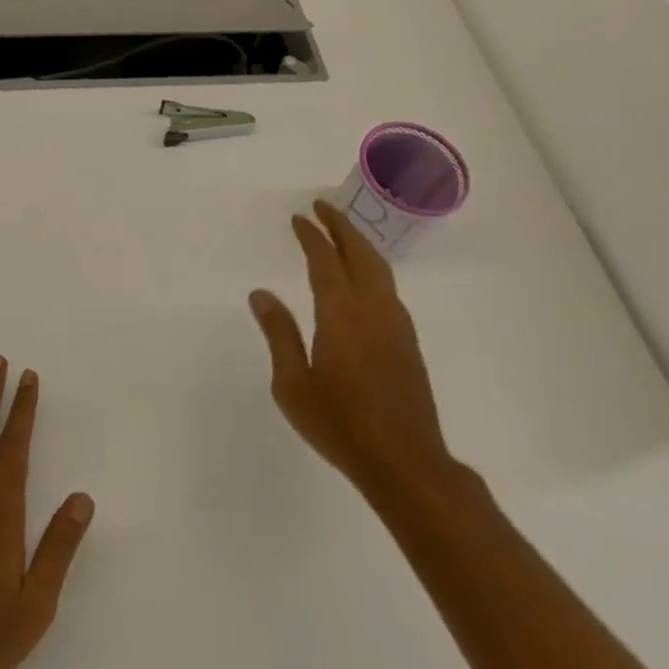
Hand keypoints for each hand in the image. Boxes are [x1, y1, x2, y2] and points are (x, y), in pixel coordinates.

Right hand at [249, 201, 455, 498]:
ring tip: (342, 233)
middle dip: (341, 226)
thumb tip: (261, 294)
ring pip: (379, 268)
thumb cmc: (339, 424)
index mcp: (341, 313)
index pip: (324, 260)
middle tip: (323, 207)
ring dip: (360, 244)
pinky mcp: (407, 342)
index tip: (299, 217)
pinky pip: (387, 287)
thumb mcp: (292, 383)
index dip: (311, 235)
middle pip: (360, 253)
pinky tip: (363, 279)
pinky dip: (372, 267)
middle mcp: (372, 308)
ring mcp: (395, 324)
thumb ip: (279, 334)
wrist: (404, 461)